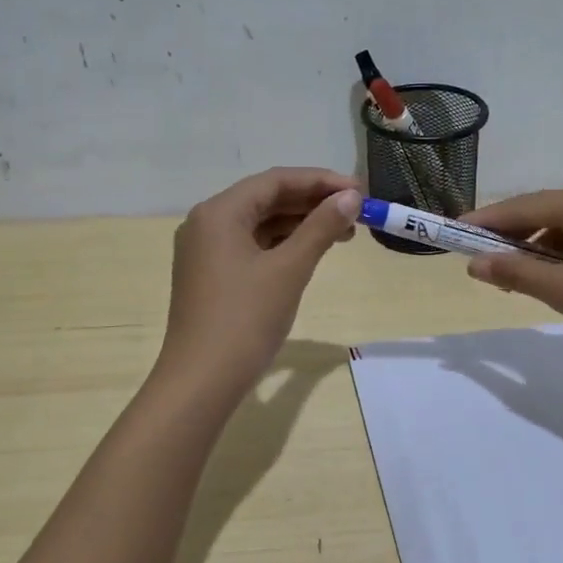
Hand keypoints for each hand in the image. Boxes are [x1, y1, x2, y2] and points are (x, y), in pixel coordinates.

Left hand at [156, 168, 361, 400]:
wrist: (202, 381)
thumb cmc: (245, 320)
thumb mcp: (289, 269)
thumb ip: (320, 228)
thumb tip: (350, 198)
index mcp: (219, 212)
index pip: (275, 181)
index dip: (320, 181)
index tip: (360, 191)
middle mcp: (207, 223)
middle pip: (266, 199)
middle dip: (312, 203)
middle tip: (356, 212)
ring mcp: (206, 251)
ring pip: (260, 224)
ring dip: (301, 224)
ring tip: (343, 234)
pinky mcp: (211, 276)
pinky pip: (252, 246)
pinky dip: (283, 245)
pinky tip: (310, 253)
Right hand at [463, 188, 562, 375]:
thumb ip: (517, 275)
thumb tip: (474, 266)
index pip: (529, 205)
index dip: (489, 219)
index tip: (454, 232)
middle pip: (549, 210)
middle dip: (512, 233)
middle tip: (479, 255)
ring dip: (538, 245)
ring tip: (514, 274)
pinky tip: (554, 276)